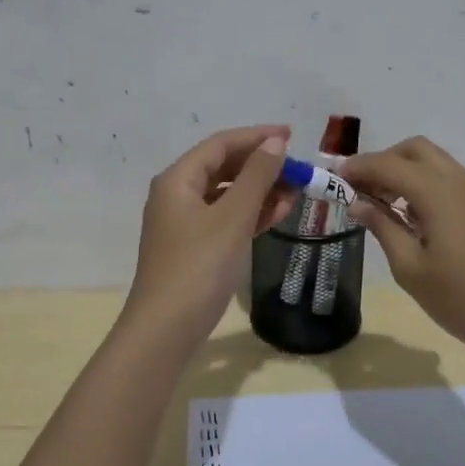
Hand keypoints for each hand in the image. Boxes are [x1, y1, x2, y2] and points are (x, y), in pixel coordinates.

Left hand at [124, 124, 296, 341]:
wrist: (166, 329)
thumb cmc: (199, 266)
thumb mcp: (232, 217)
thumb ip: (256, 176)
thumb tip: (275, 142)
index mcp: (178, 179)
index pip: (220, 144)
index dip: (257, 136)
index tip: (293, 135)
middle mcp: (176, 195)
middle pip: (223, 167)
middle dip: (261, 166)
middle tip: (298, 170)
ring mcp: (184, 223)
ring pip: (226, 195)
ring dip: (260, 191)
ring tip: (295, 193)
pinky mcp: (193, 248)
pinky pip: (225, 219)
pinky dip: (250, 214)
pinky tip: (277, 215)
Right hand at [342, 136, 464, 359]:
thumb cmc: (460, 297)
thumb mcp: (410, 267)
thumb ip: (382, 227)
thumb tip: (358, 203)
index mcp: (437, 191)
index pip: (388, 164)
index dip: (358, 168)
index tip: (334, 179)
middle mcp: (458, 180)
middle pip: (414, 150)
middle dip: (383, 161)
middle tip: (359, 189)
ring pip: (433, 162)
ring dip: (403, 171)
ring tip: (379, 204)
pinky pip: (447, 180)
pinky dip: (422, 184)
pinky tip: (409, 216)